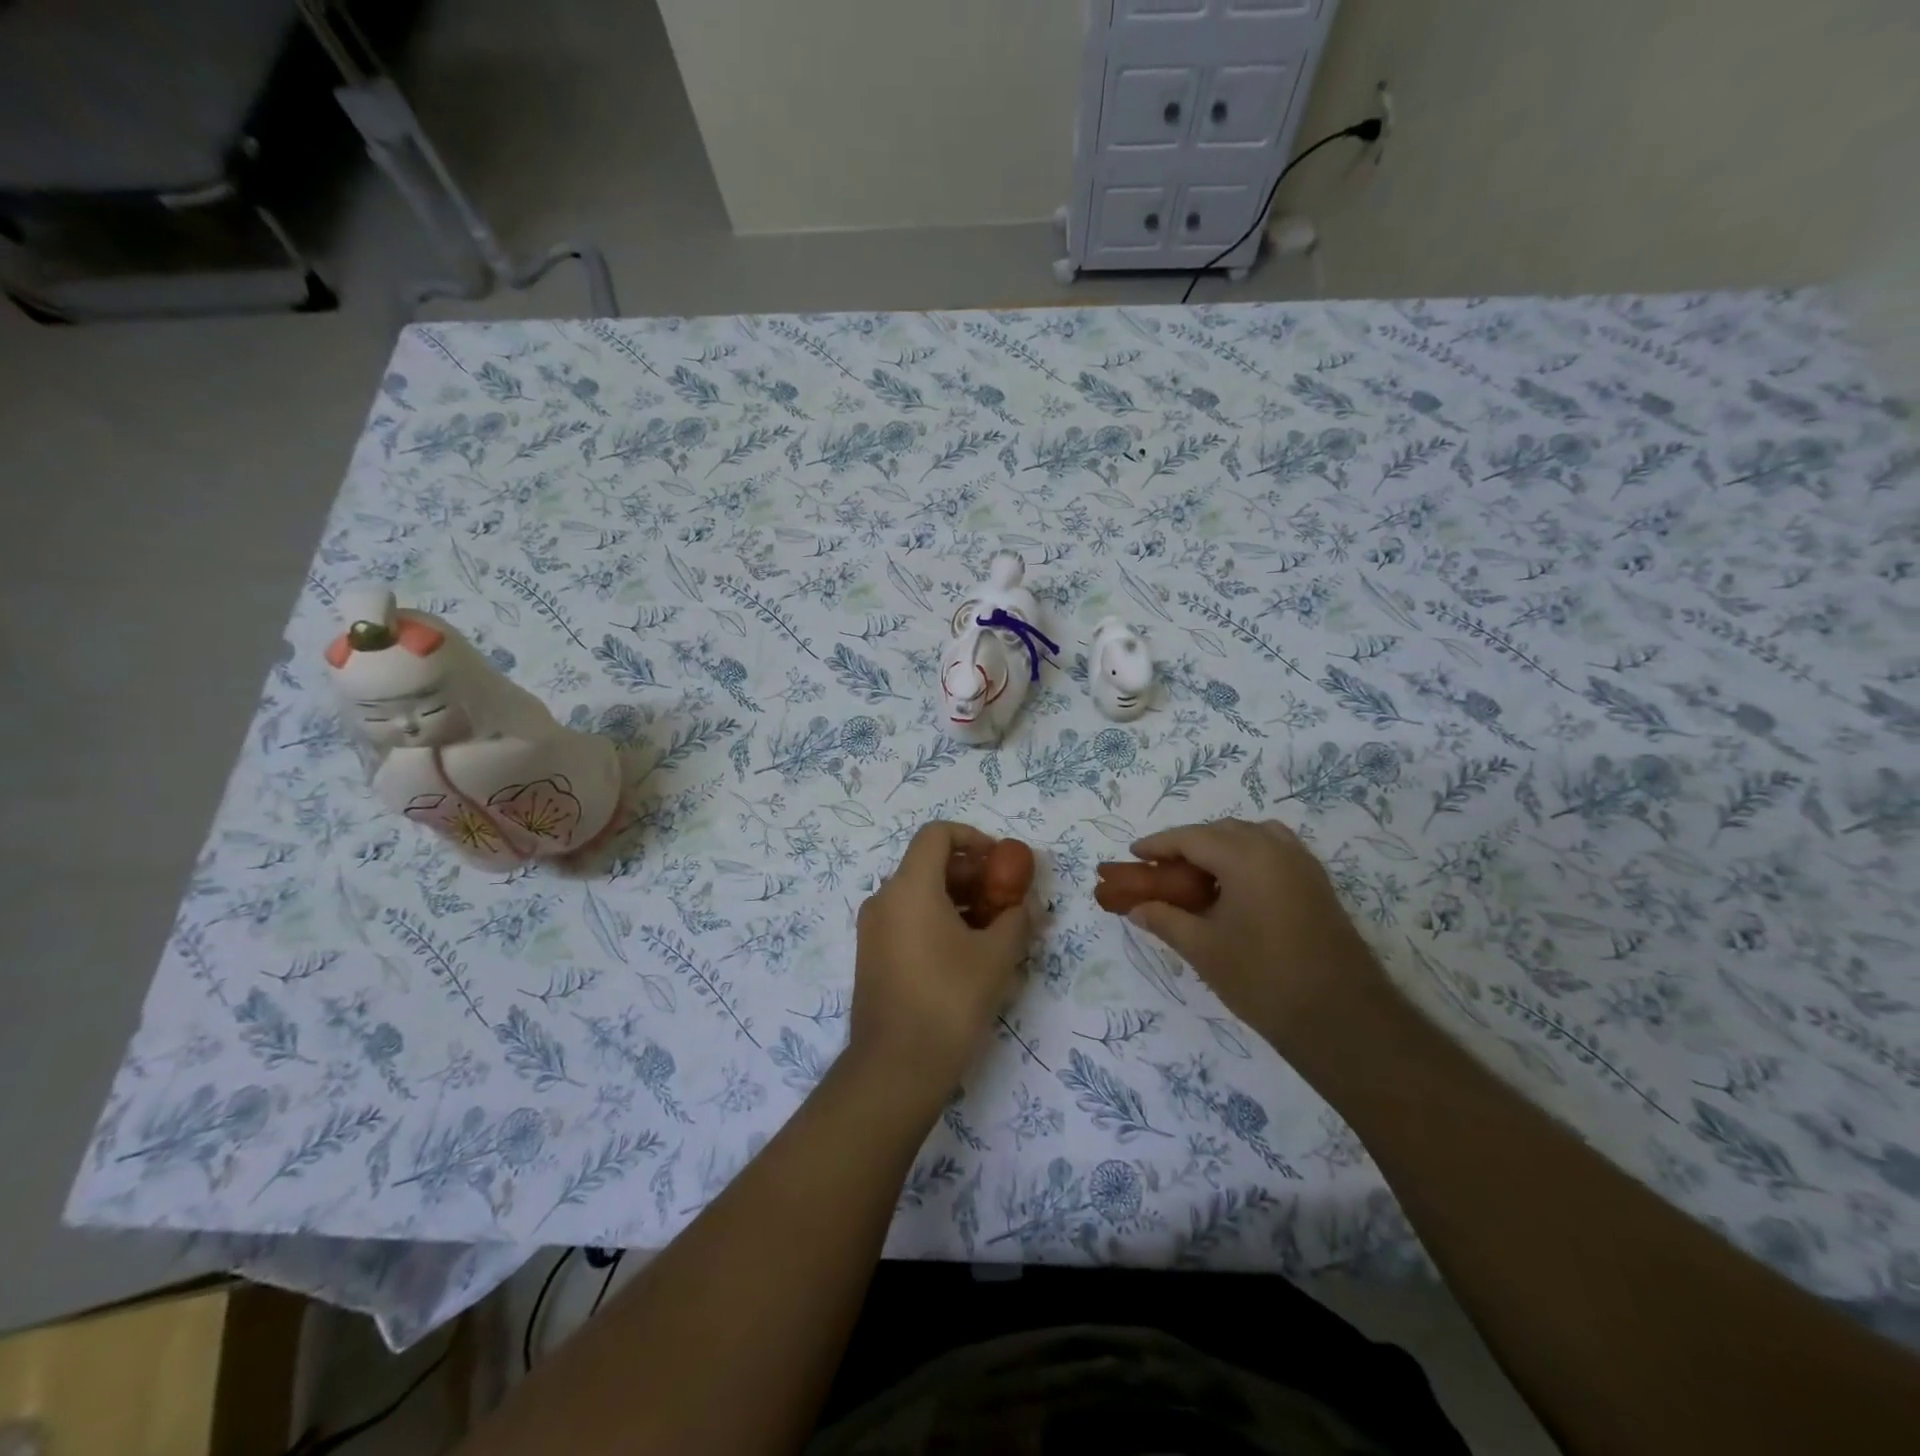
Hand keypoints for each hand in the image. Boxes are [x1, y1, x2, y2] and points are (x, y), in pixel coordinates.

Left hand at [849, 822, 1033, 1099]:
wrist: (896, 1067)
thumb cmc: (950, 1000)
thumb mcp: (996, 956)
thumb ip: (1016, 919)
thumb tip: (1026, 905)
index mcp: (910, 887)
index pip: (937, 834)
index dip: (972, 838)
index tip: (1001, 861)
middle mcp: (884, 898)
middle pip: (928, 864)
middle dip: (971, 874)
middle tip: (1005, 899)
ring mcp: (873, 929)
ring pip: (919, 894)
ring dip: (957, 900)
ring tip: (993, 929)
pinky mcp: (872, 956)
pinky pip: (907, 920)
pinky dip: (937, 921)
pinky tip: (967, 953)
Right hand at [1125, 819, 1386, 1064]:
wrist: (1342, 1019)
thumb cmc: (1263, 980)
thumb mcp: (1203, 950)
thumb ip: (1165, 920)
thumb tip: (1136, 908)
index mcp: (1245, 857)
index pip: (1191, 837)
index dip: (1158, 845)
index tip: (1133, 855)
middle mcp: (1276, 848)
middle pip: (1221, 831)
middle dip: (1188, 845)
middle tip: (1162, 871)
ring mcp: (1302, 864)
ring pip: (1251, 837)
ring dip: (1220, 847)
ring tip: (1198, 877)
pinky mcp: (1317, 883)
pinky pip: (1274, 851)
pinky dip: (1248, 857)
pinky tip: (1235, 889)